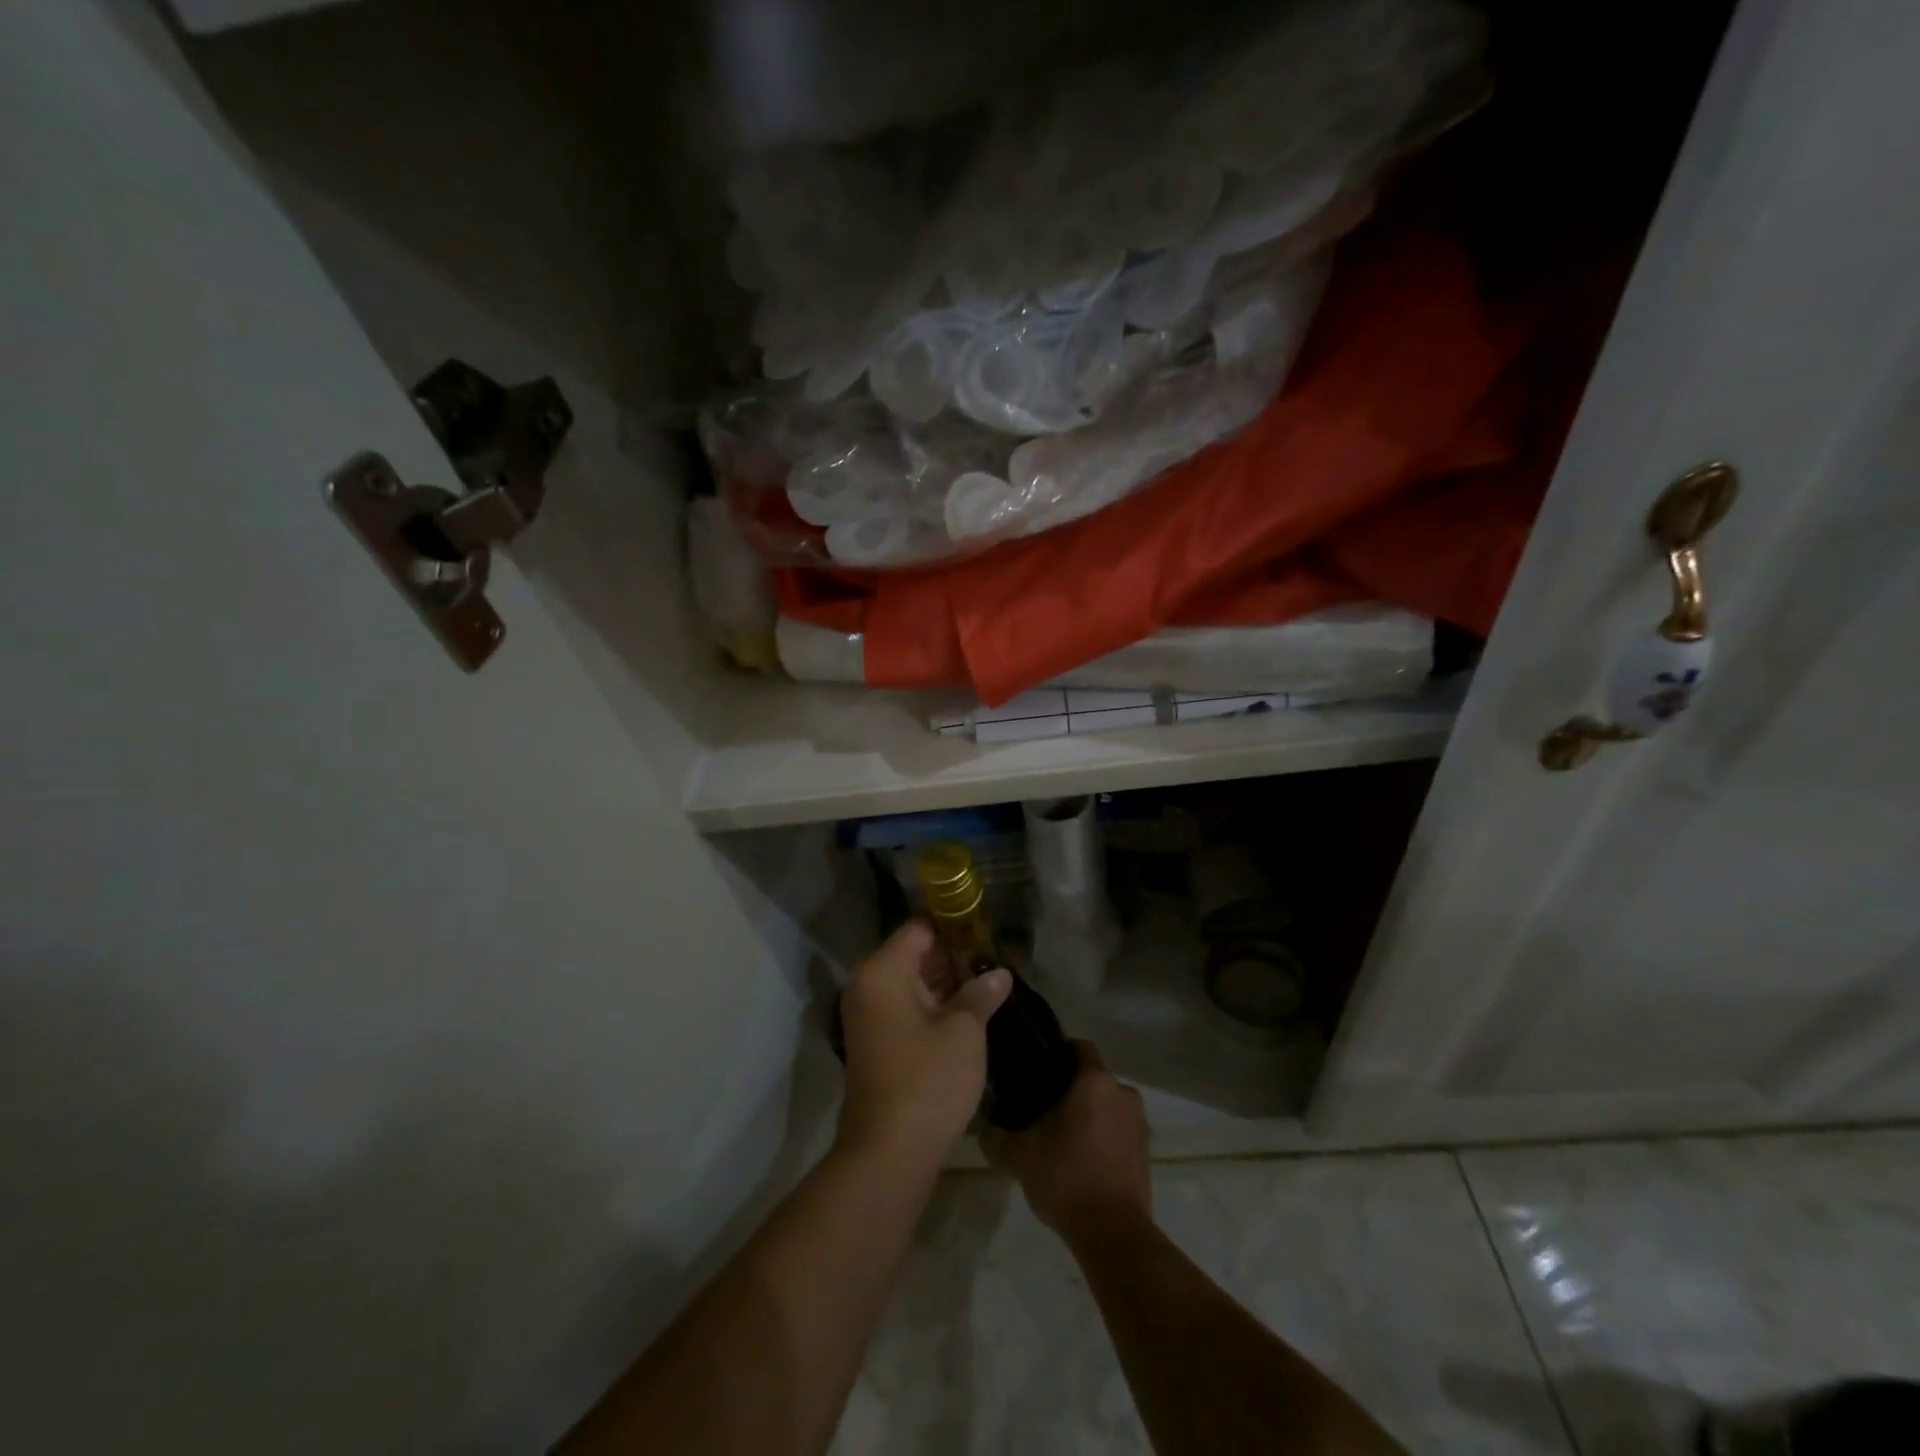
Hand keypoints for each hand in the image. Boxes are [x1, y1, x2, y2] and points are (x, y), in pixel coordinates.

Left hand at [835, 920, 1011, 1167]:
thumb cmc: (927, 1081)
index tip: (986, 923)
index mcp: (883, 971)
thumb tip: (999, 973)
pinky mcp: (876, 1043)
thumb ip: (981, 993)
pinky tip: (969, 1008)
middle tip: (994, 952)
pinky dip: (934, 1004)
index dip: (953, 921)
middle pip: (914, 953)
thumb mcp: (964, 1032)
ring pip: (912, 982)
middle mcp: (868, 986)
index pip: (919, 927)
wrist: (888, 1154)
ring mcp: (869, 1016)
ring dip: (947, 980)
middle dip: (954, 952)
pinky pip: (907, 1007)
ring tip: (989, 977)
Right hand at [982, 1042, 1151, 1242]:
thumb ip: (996, 1135)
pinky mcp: (1146, 1153)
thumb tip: (983, 1124)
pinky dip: (1104, 1138)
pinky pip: (1120, 1132)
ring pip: (1108, 1106)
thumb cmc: (1066, 1177)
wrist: (1113, 1234)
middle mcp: (1123, 1093)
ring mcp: (1140, 1124)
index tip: (1037, 1069)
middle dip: (1071, 1089)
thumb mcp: (1019, 1155)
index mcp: (1095, 1080)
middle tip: (1042, 1107)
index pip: (1078, 1046)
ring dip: (1090, 1115)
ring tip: (1061, 1137)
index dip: (1057, 1053)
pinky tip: (1082, 1160)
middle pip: (1093, 1078)